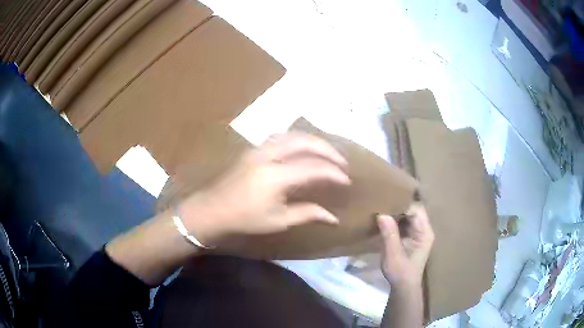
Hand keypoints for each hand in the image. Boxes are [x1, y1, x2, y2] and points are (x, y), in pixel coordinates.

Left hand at [180, 132, 350, 246]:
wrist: (213, 210)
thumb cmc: (245, 219)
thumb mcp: (279, 220)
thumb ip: (308, 213)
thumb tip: (334, 218)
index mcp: (276, 176)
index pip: (313, 168)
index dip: (333, 173)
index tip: (346, 181)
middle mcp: (269, 155)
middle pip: (305, 142)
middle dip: (328, 150)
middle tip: (342, 162)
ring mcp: (259, 149)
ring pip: (293, 134)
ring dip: (313, 141)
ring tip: (327, 153)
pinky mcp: (254, 149)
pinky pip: (281, 136)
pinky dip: (297, 139)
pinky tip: (303, 147)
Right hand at [378, 203, 433, 286]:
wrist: (403, 287)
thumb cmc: (400, 273)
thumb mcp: (393, 255)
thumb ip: (389, 234)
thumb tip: (382, 214)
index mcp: (424, 233)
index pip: (416, 210)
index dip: (402, 205)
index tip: (386, 202)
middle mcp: (424, 230)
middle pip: (414, 210)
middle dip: (399, 206)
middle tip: (382, 203)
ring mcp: (419, 233)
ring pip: (409, 215)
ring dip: (396, 212)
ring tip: (381, 209)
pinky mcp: (412, 237)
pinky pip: (405, 223)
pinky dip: (395, 220)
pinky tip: (384, 220)